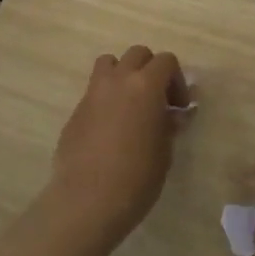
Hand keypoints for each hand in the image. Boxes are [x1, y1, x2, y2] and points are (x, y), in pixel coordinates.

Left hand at [51, 47, 187, 242]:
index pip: (166, 60)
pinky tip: (110, 129)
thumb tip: (172, 114)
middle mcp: (117, 80)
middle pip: (137, 54)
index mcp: (145, 85)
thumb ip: (168, 124)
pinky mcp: (75, 112)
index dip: (176, 80)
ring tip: (130, 103)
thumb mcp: (164, 151)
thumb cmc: (137, 177)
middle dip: (150, 70)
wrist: (87, 201)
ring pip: (109, 63)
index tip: (179, 106)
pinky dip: (106, 98)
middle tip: (157, 100)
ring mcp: (92, 94)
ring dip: (123, 74)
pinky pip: (94, 91)